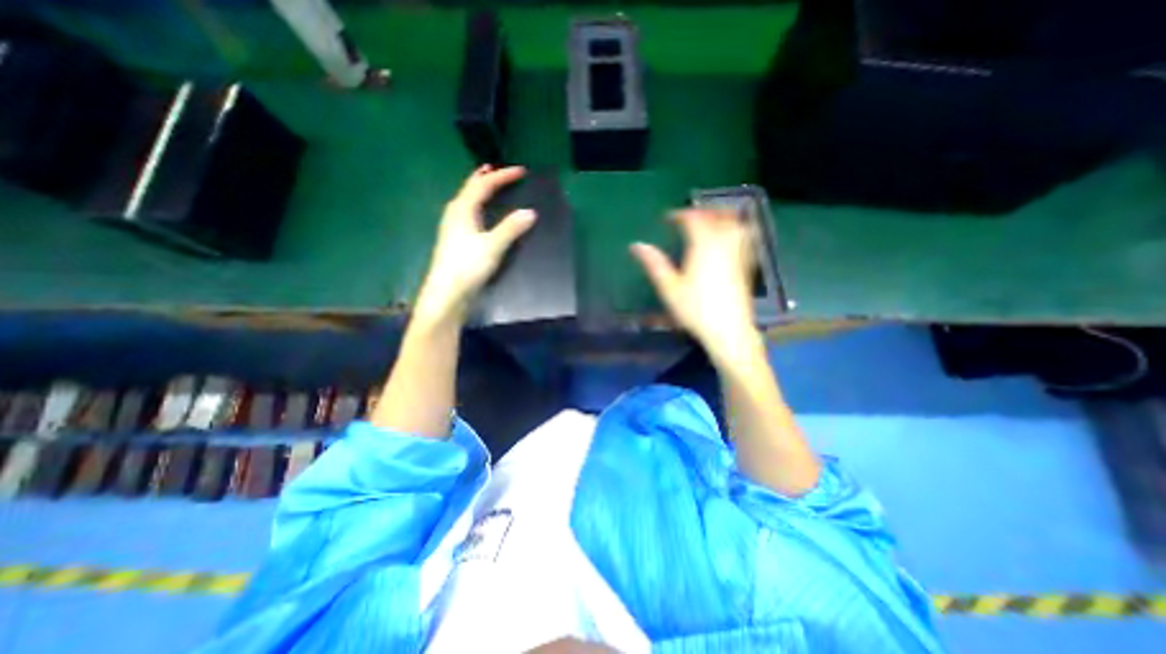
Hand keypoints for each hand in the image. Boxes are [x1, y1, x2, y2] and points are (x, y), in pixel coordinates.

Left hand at [414, 166, 535, 324]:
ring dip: (479, 190)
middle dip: (485, 178)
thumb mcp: (492, 246)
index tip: (521, 171)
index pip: (483, 185)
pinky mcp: (455, 239)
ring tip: (488, 185)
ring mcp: (452, 226)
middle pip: (470, 188)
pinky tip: (480, 214)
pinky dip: (477, 204)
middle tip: (497, 170)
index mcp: (463, 209)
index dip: (502, 176)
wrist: (447, 292)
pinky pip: (467, 212)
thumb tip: (530, 212)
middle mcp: (455, 213)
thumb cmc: (467, 267)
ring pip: (467, 200)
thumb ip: (511, 228)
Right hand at [633, 209, 762, 360]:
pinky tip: (727, 240)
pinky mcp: (746, 265)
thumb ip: (654, 263)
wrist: (728, 330)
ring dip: (721, 217)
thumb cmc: (695, 309)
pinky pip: (744, 238)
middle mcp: (724, 244)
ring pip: (734, 224)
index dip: (679, 215)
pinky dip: (734, 231)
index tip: (667, 218)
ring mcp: (738, 254)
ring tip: (708, 222)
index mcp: (703, 246)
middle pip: (717, 216)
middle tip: (687, 218)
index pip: (693, 219)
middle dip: (701, 212)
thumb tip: (636, 245)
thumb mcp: (669, 288)